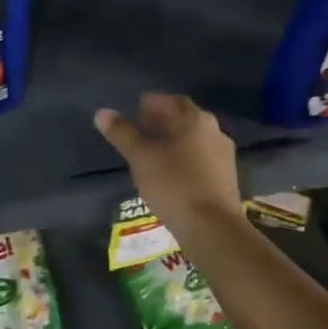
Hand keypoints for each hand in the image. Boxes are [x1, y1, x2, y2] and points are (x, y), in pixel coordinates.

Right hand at [94, 93, 243, 231]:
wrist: (212, 227)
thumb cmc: (173, 184)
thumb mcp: (140, 157)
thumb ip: (122, 133)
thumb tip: (102, 113)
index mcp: (195, 120)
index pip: (171, 101)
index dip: (152, 103)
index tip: (136, 109)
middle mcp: (215, 131)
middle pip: (184, 119)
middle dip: (162, 121)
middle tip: (140, 128)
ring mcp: (224, 155)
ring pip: (193, 140)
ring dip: (173, 140)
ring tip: (151, 151)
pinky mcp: (226, 178)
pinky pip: (200, 158)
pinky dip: (183, 157)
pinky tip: (169, 171)